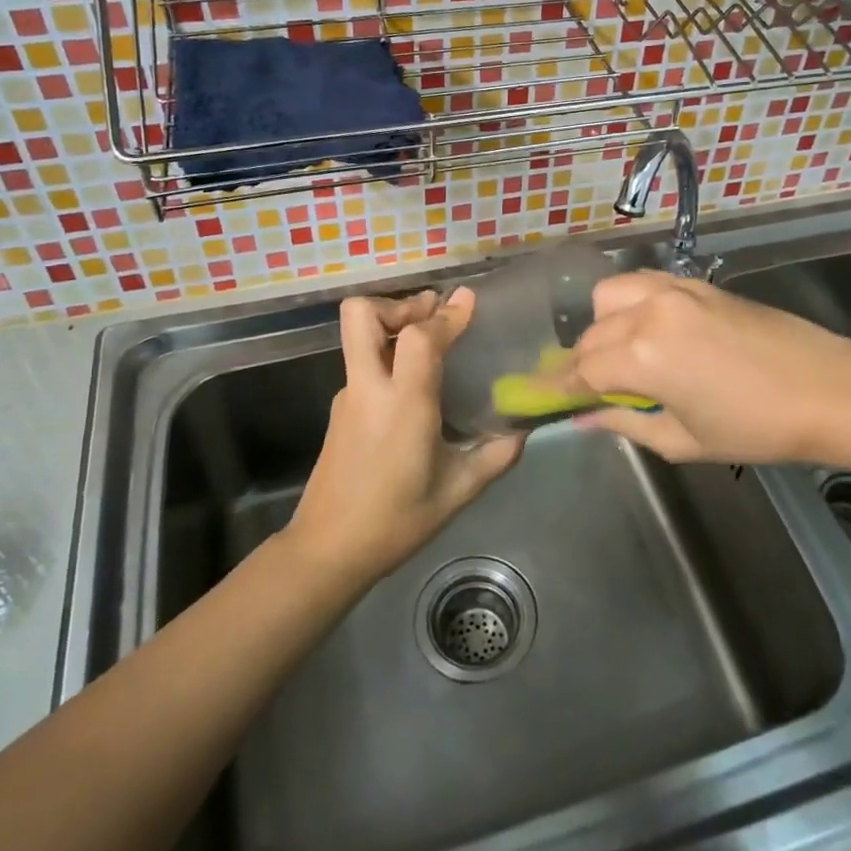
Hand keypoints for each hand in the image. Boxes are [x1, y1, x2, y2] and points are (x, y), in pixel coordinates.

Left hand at [288, 289, 524, 584]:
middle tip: (431, 313)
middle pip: (361, 315)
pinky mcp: (340, 412)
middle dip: (398, 304)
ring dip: (391, 326)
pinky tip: (413, 383)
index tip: (468, 299)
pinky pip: (363, 364)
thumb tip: (522, 432)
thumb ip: (494, 457)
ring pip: (359, 337)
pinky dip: (387, 355)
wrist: (328, 551)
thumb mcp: (456, 491)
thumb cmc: (396, 521)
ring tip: (429, 339)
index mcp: (403, 404)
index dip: (446, 315)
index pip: (419, 338)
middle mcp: (369, 389)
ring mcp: (348, 398)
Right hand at [565, 272, 850, 465]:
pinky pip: (643, 284)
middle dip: (581, 363)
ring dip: (602, 326)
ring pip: (610, 297)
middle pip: (591, 334)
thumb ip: (625, 424)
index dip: (560, 388)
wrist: (828, 388)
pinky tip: (644, 328)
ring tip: (619, 354)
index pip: (582, 370)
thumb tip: (583, 419)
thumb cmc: (756, 427)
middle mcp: (649, 312)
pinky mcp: (696, 284)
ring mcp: (674, 291)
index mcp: (643, 356)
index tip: (541, 399)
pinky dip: (629, 303)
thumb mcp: (683, 440)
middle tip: (587, 391)